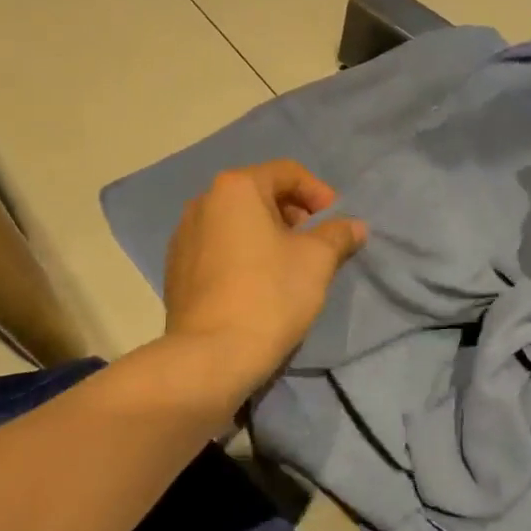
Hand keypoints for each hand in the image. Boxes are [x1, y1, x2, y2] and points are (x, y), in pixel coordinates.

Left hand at [162, 160, 366, 393]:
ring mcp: (184, 236)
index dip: (319, 193)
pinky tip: (259, 285)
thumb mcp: (317, 260)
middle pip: (260, 195)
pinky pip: (219, 248)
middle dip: (294, 214)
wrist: (210, 357)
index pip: (287, 173)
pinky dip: (243, 254)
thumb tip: (354, 226)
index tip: (336, 223)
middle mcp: (203, 202)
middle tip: (317, 244)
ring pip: (238, 223)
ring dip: (268, 235)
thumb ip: (339, 234)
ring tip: (290, 266)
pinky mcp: (176, 269)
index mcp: (235, 188)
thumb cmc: (270, 294)